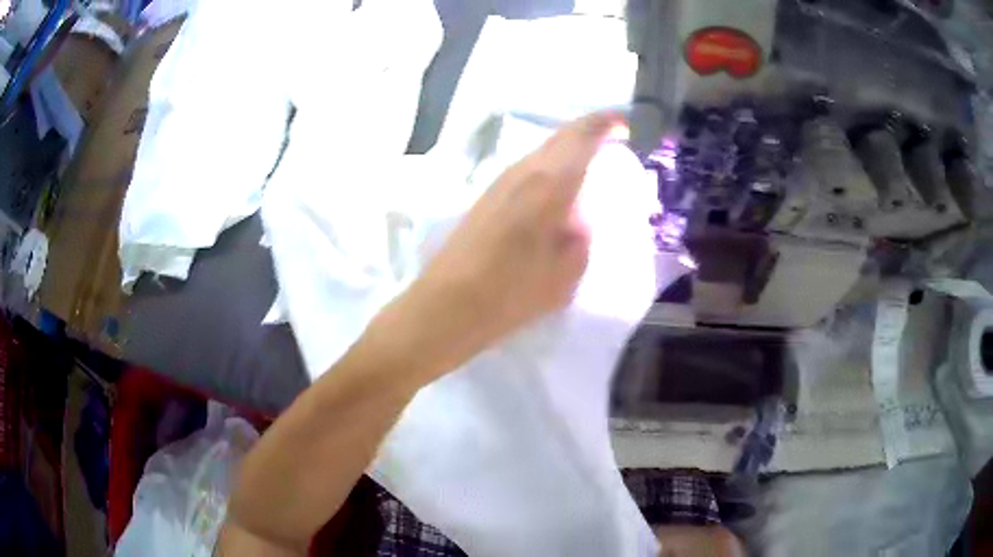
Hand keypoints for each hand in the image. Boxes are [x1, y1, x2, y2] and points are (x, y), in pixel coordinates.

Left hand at [371, 111, 622, 383]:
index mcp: (548, 183)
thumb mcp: (564, 275)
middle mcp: (522, 171)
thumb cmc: (510, 293)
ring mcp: (500, 181)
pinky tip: (559, 190)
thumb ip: (582, 241)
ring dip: (570, 149)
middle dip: (591, 132)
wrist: (447, 305)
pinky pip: (528, 168)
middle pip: (562, 136)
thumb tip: (582, 221)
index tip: (628, 123)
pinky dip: (552, 167)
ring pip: (543, 150)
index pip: (583, 135)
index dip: (607, 122)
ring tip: (592, 165)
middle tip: (615, 142)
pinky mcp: (487, 196)